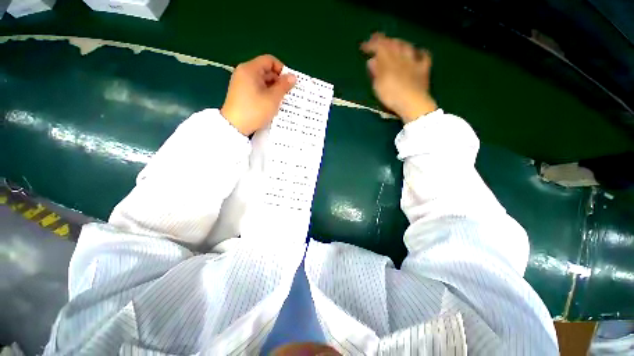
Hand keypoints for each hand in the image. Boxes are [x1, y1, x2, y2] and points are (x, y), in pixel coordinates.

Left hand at [221, 55, 295, 135]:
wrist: (234, 126)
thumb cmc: (255, 110)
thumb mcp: (272, 98)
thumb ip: (283, 86)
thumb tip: (293, 77)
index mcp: (250, 69)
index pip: (269, 60)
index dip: (281, 69)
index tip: (289, 82)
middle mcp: (244, 72)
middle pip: (265, 70)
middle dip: (278, 81)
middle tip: (287, 94)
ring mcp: (241, 83)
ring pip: (262, 81)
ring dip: (273, 89)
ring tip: (281, 101)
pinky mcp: (241, 93)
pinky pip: (257, 88)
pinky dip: (266, 93)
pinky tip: (271, 104)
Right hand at [361, 33, 437, 122]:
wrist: (412, 103)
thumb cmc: (392, 95)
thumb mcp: (378, 85)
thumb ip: (376, 71)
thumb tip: (371, 60)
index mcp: (389, 61)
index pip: (379, 47)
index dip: (371, 45)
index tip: (363, 46)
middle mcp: (402, 57)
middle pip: (393, 44)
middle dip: (384, 40)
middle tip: (377, 39)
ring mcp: (414, 62)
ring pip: (407, 46)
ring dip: (399, 43)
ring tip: (394, 43)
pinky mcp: (423, 69)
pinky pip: (424, 56)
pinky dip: (420, 52)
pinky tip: (418, 52)